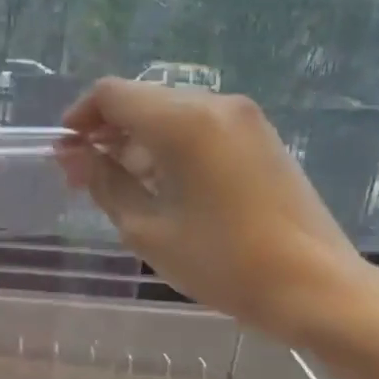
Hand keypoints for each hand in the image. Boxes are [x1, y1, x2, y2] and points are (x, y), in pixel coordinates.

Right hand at [59, 79, 378, 347]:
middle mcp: (216, 105)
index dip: (80, 117)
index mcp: (184, 123)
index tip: (65, 153)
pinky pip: (201, 128)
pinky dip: (170, 147)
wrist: (313, 284)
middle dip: (107, 131)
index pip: (113, 94)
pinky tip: (164, 187)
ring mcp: (245, 119)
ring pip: (172, 114)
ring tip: (122, 187)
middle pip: (144, 100)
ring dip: (138, 141)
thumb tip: (73, 155)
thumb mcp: (147, 229)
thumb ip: (105, 183)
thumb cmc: (221, 262)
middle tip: (87, 177)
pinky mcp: (261, 138)